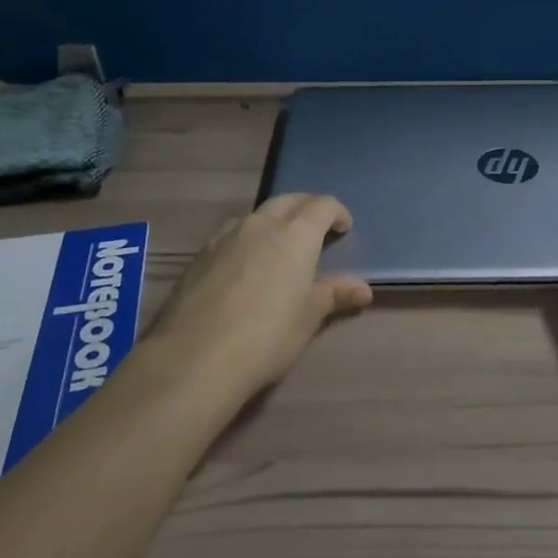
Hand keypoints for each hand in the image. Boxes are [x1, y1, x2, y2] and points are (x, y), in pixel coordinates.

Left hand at [144, 193, 372, 401]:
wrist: (194, 357)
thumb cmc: (266, 336)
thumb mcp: (308, 318)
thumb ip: (334, 295)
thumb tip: (363, 289)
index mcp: (295, 235)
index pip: (323, 205)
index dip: (337, 212)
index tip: (344, 229)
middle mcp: (261, 224)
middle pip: (289, 200)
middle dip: (307, 208)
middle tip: (317, 230)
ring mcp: (226, 236)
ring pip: (257, 214)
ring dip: (275, 221)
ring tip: (280, 247)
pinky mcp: (200, 254)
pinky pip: (232, 233)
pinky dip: (248, 238)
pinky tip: (245, 266)